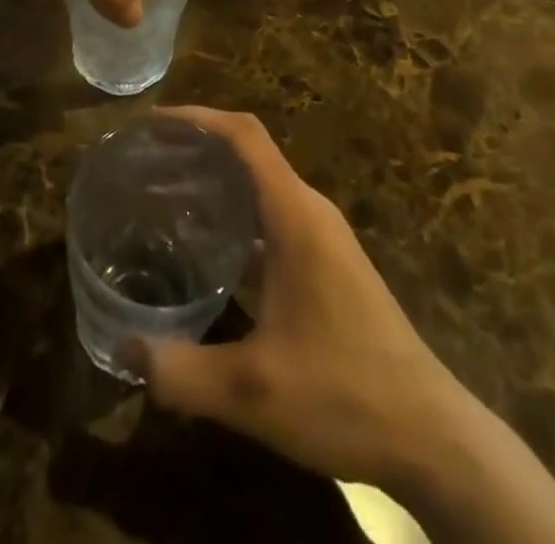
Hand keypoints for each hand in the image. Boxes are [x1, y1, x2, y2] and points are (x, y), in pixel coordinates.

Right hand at [131, 108, 472, 493]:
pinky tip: (209, 249)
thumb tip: (122, 349)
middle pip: (250, 153)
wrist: (432, 437)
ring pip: (263, 186)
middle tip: (146, 163)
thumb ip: (181, 370)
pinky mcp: (329, 264)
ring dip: (217, 181)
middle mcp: (311, 212)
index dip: (197, 118)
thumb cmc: (344, 394)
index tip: (152, 123)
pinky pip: (274, 217)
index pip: (244, 136)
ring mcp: (324, 238)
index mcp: (295, 215)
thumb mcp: (252, 391)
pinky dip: (238, 215)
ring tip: (165, 196)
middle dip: (198, 147)